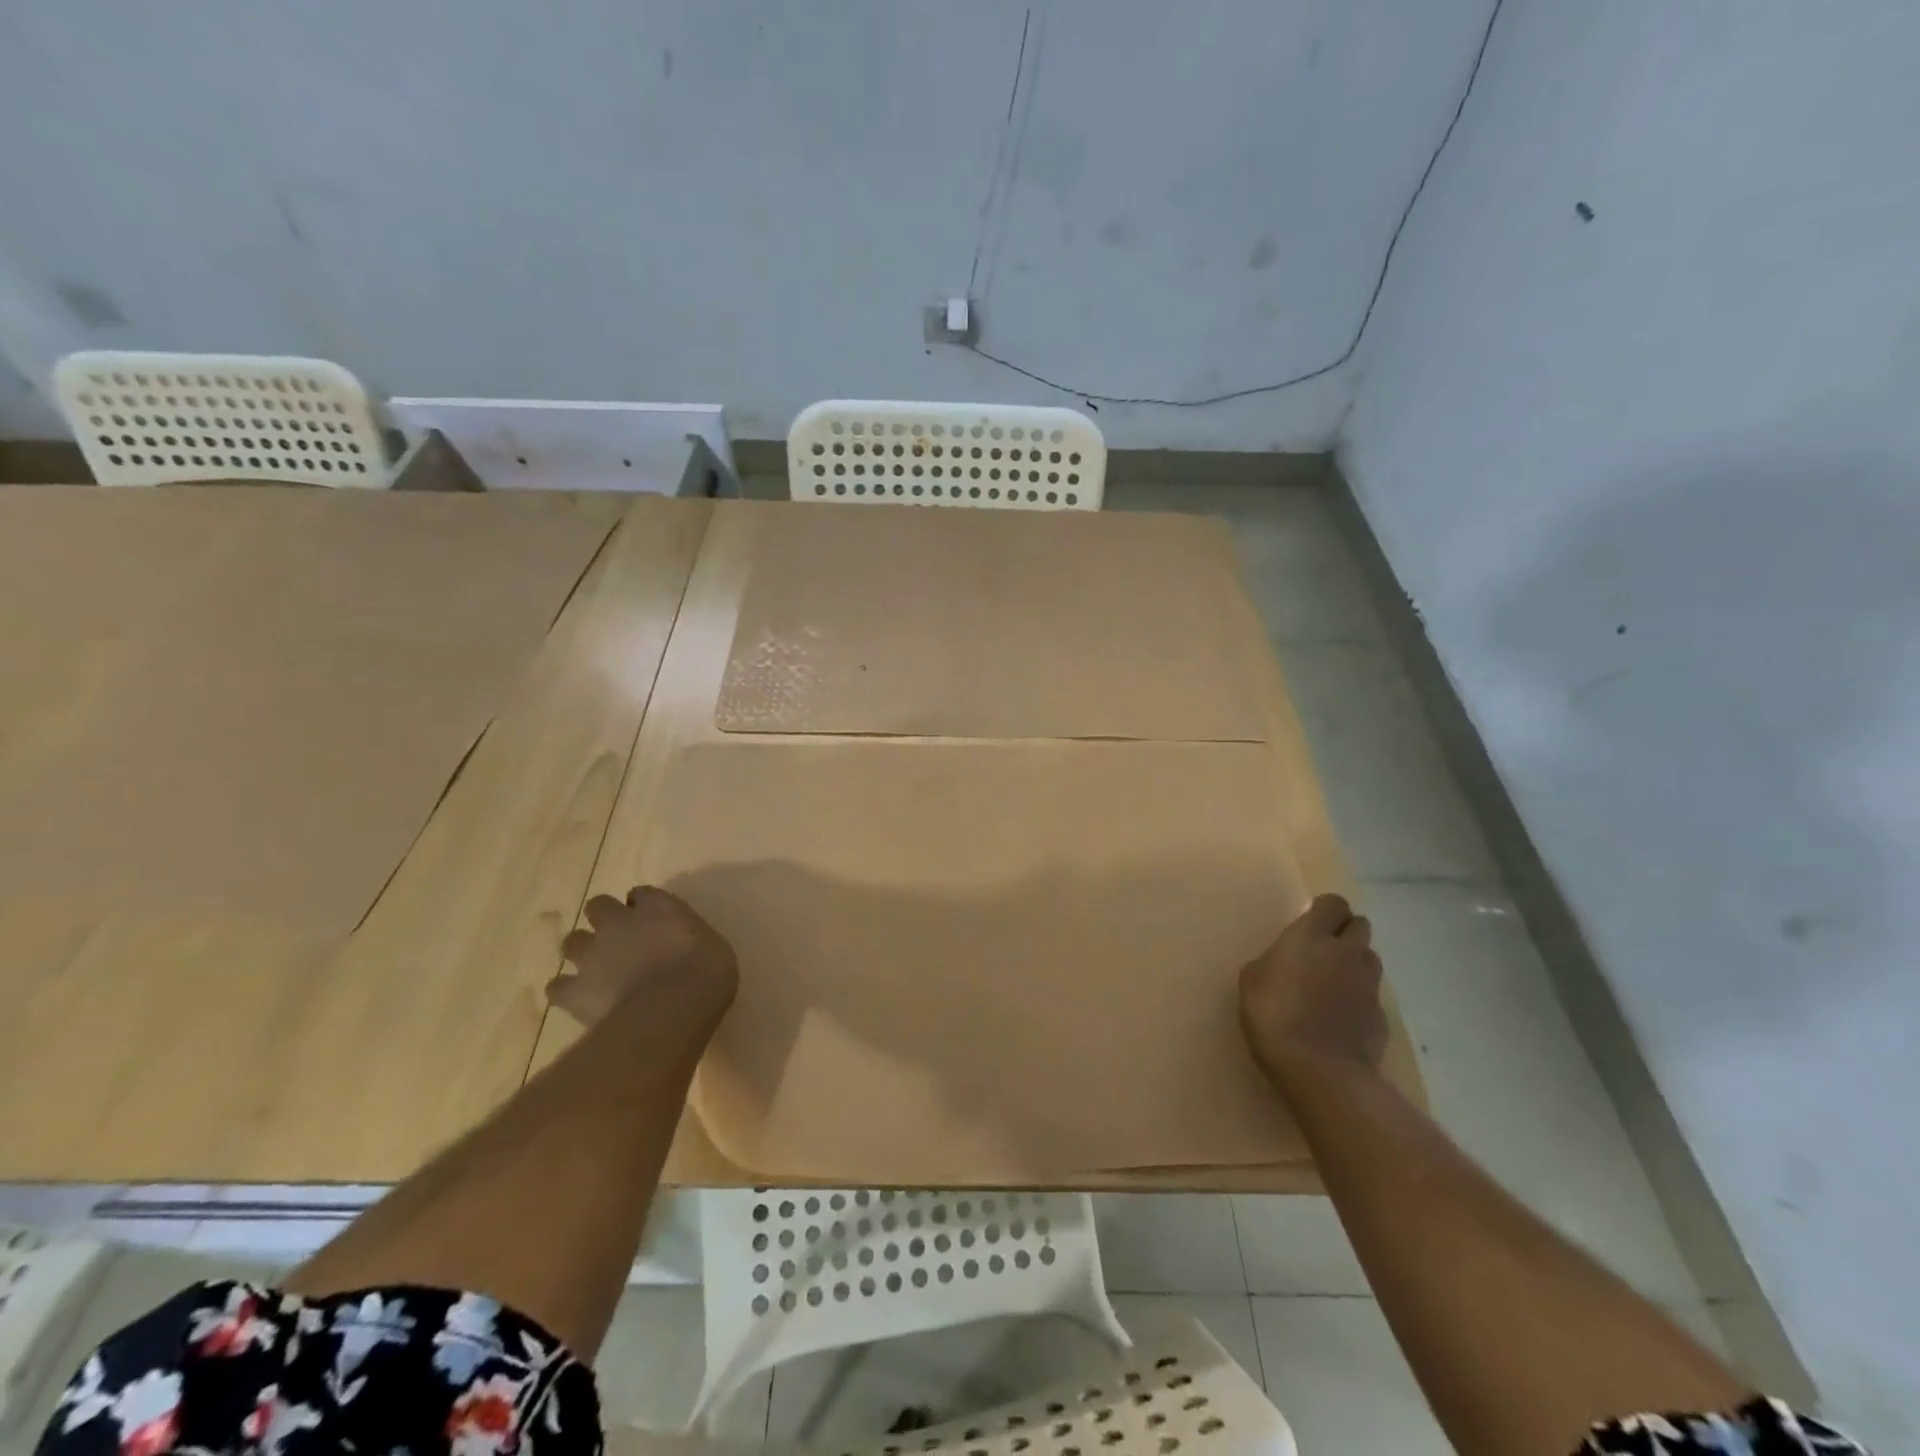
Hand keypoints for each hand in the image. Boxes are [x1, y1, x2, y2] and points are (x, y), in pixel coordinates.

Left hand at [549, 886, 738, 1028]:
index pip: (641, 894)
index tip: (652, 919)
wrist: (672, 1008)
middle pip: (598, 906)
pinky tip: (579, 1000)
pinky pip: (558, 987)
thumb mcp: (712, 946)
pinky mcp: (574, 990)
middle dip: (604, 920)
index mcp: (657, 907)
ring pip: (572, 942)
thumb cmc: (705, 973)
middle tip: (620, 940)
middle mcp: (619, 923)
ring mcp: (592, 955)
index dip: (642, 905)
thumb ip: (688, 940)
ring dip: (583, 952)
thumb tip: (681, 947)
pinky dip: (566, 991)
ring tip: (596, 970)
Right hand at [1240, 893, 1387, 1082]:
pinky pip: (1373, 996)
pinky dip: (1360, 999)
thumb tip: (1283, 964)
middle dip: (1346, 931)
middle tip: (1324, 949)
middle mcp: (1346, 952)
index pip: (1333, 903)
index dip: (1325, 910)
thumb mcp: (1252, 980)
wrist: (1319, 1070)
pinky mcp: (1381, 1016)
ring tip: (1334, 982)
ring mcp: (1369, 985)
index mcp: (1311, 936)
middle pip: (1360, 925)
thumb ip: (1273, 962)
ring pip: (1370, 958)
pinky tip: (1342, 1017)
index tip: (1311, 923)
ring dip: (1356, 962)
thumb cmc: (1273, 1015)